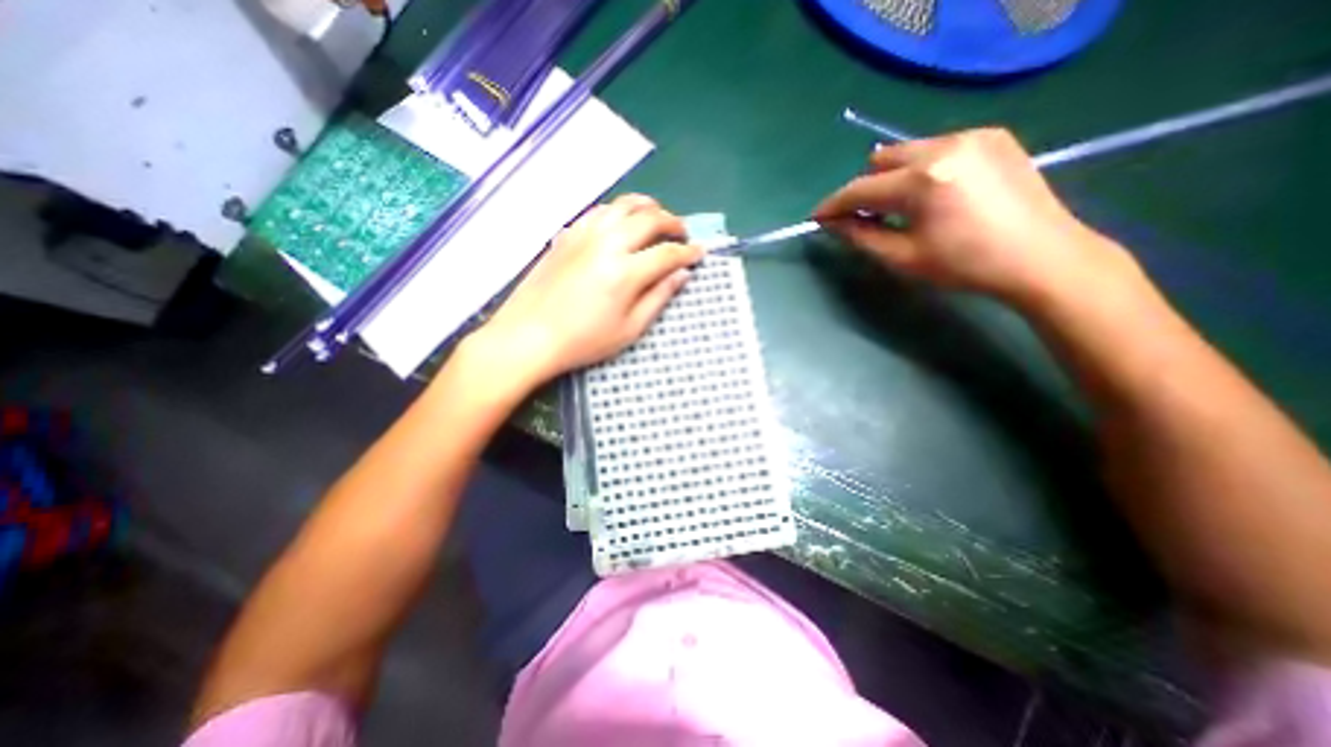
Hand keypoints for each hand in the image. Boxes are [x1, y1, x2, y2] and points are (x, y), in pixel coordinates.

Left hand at [463, 192, 700, 390]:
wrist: (529, 335)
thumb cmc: (583, 341)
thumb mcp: (629, 329)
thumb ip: (658, 298)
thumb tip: (681, 275)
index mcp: (626, 272)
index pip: (667, 253)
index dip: (688, 252)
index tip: (700, 253)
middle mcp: (607, 243)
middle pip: (649, 219)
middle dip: (672, 222)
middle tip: (682, 233)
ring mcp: (584, 234)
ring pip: (623, 205)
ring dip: (647, 206)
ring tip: (657, 216)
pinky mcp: (567, 235)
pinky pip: (599, 211)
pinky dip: (618, 210)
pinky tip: (622, 221)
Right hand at [811, 130, 1133, 306]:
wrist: (1041, 257)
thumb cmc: (964, 265)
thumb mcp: (902, 257)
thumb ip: (860, 236)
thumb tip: (832, 223)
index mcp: (923, 180)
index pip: (861, 188)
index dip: (834, 204)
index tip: (817, 216)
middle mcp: (945, 145)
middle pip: (881, 160)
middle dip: (866, 188)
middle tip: (864, 217)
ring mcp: (973, 135)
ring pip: (908, 150)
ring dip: (892, 177)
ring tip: (901, 206)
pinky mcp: (993, 135)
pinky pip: (937, 147)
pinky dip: (922, 168)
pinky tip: (934, 193)